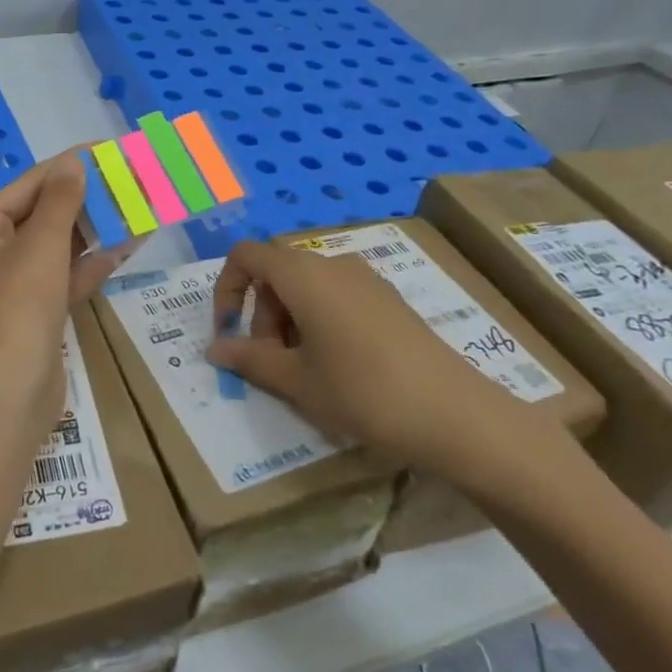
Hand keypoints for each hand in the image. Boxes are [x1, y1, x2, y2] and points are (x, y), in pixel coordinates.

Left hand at [0, 152, 133, 436]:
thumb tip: (73, 162)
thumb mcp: (40, 246)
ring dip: (94, 230)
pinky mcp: (35, 314)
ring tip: (136, 206)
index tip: (104, 151)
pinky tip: (129, 246)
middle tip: (128, 179)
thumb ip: (60, 201)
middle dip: (85, 200)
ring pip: (57, 248)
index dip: (65, 167)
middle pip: (42, 215)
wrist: (8, 395)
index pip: (27, 186)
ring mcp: (13, 287)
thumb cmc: (16, 308)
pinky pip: (65, 278)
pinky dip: (92, 264)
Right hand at [203, 240, 549, 486]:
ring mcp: (366, 280)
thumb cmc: (363, 392)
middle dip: (261, 316)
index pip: (246, 256)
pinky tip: (338, 368)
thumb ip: (249, 358)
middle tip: (271, 366)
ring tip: (304, 373)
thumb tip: (215, 349)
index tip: (229, 333)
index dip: (226, 289)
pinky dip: (319, 323)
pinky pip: (337, 297)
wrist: (456, 415)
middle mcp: (333, 265)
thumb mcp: (296, 381)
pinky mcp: (389, 300)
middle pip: (277, 274)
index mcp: (304, 275)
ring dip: (289, 323)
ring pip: (307, 288)